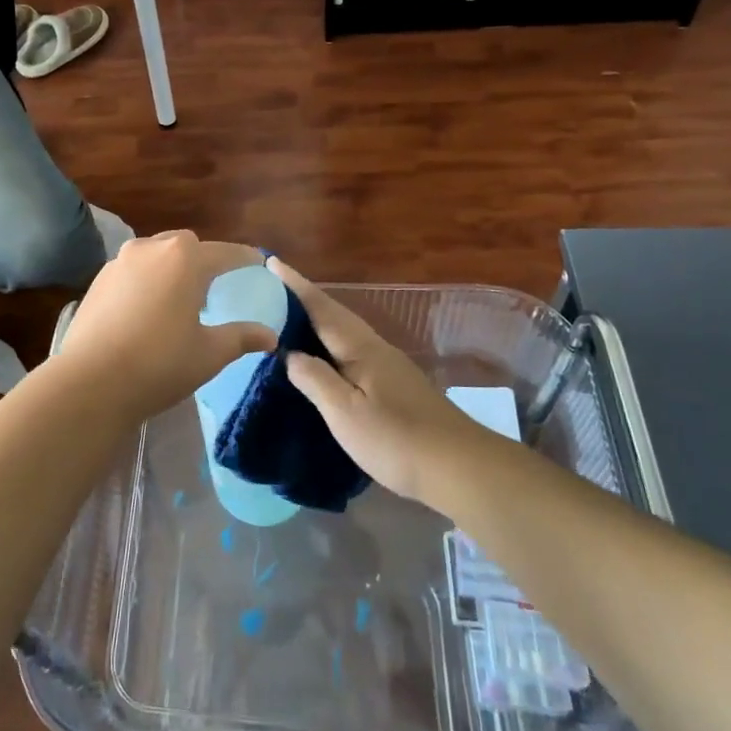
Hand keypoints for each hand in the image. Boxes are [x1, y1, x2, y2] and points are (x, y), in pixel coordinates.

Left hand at [53, 233, 276, 421]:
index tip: (257, 263)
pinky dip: (147, 279)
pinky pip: (132, 270)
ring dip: (172, 267)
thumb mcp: (209, 353)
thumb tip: (270, 336)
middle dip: (204, 258)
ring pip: (155, 253)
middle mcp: (151, 249)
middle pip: (186, 245)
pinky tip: (148, 307)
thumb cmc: (160, 364)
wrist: (90, 382)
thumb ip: (242, 337)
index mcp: (185, 259)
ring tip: (180, 295)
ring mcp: (120, 262)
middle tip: (215, 284)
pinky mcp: (98, 280)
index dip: (245, 258)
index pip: (225, 252)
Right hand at [272, 257, 501, 506]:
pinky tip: (325, 360)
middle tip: (272, 290)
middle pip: (335, 315)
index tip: (272, 262)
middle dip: (304, 300)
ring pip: (345, 334)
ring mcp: (389, 367)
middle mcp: (375, 348)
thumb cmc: (395, 438)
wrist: (459, 467)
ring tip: (290, 321)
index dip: (295, 286)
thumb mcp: (345, 412)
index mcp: (360, 348)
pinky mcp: (396, 386)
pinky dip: (331, 345)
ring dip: (318, 322)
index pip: (321, 308)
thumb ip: (314, 379)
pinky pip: (353, 352)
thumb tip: (289, 353)